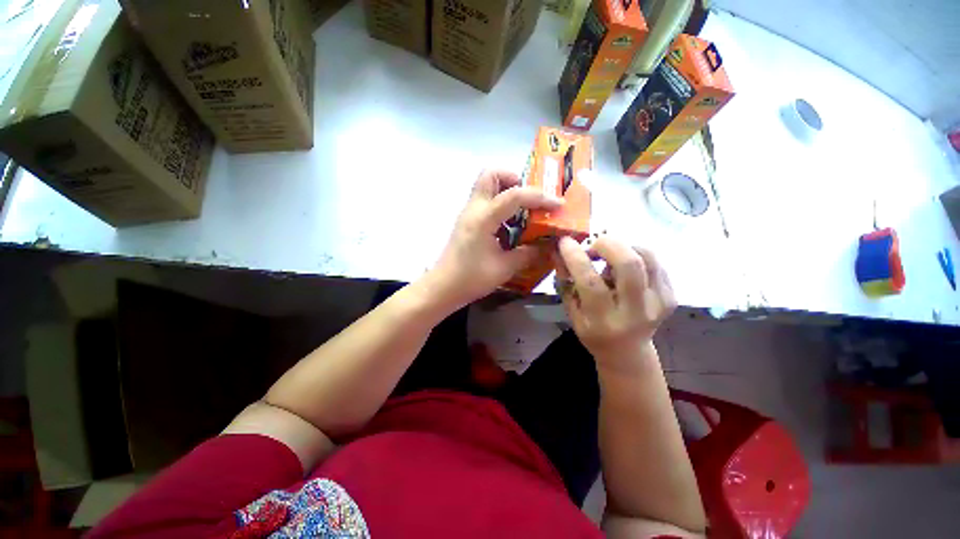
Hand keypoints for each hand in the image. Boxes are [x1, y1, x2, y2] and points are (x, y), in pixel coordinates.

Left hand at [426, 170, 562, 310]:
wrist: (443, 287)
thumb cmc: (471, 278)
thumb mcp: (505, 268)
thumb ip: (528, 253)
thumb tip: (548, 245)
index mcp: (483, 218)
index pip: (514, 195)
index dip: (539, 197)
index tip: (557, 204)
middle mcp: (474, 208)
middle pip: (491, 174)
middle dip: (514, 179)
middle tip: (529, 199)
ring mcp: (469, 213)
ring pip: (487, 185)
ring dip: (508, 191)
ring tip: (524, 213)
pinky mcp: (468, 221)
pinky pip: (486, 201)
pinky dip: (501, 206)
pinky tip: (510, 227)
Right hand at [555, 236, 675, 367]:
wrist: (628, 353)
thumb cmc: (593, 333)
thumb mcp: (572, 314)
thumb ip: (565, 284)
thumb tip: (559, 252)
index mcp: (604, 321)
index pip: (590, 282)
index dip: (576, 257)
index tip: (566, 242)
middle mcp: (634, 312)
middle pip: (629, 265)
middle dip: (608, 244)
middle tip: (594, 245)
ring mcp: (658, 304)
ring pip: (647, 257)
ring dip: (624, 247)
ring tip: (610, 255)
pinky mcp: (670, 296)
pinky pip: (655, 262)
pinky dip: (636, 254)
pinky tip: (624, 265)